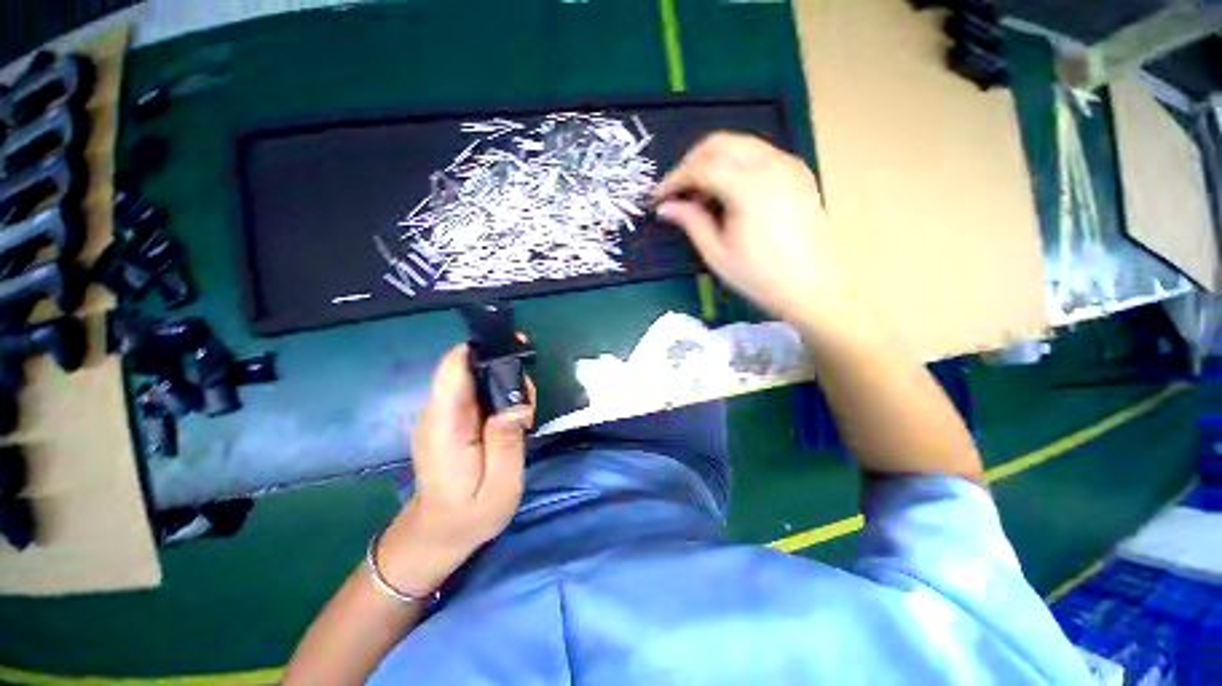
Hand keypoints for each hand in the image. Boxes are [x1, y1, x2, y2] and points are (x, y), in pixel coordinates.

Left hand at [378, 345, 533, 594]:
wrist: (438, 534)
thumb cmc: (470, 515)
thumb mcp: (500, 486)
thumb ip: (507, 442)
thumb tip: (517, 403)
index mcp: (445, 424)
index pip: (453, 367)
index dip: (483, 349)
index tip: (517, 349)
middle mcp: (438, 412)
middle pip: (467, 367)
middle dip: (503, 367)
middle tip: (529, 397)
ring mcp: (442, 415)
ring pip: (474, 377)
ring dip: (503, 381)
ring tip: (524, 410)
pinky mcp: (450, 419)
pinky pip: (474, 392)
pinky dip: (497, 392)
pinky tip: (512, 414)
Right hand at [655, 132, 841, 322]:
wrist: (811, 286)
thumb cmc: (759, 276)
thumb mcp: (716, 253)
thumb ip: (690, 222)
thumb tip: (664, 207)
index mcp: (749, 187)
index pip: (701, 166)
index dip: (674, 179)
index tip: (658, 198)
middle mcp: (771, 164)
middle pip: (719, 143)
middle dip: (690, 163)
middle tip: (676, 192)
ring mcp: (788, 164)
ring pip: (739, 144)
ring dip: (712, 162)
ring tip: (699, 196)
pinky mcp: (797, 171)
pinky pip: (757, 154)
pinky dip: (734, 165)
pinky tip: (727, 193)